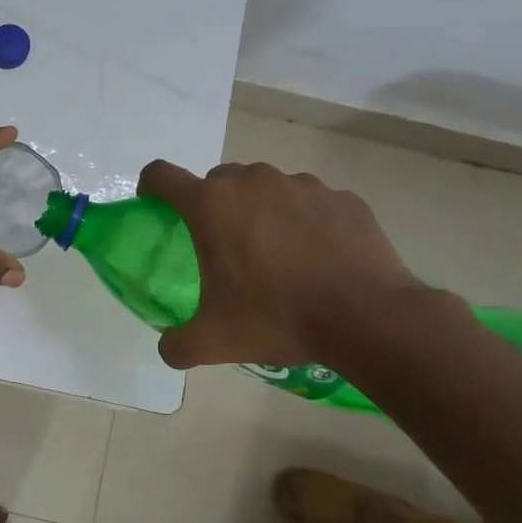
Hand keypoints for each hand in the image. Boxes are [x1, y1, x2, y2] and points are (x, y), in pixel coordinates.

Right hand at [136, 159, 419, 369]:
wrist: (370, 318)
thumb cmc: (278, 318)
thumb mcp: (214, 341)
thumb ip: (177, 344)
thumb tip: (168, 347)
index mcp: (211, 206)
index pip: (162, 175)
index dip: (151, 187)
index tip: (155, 206)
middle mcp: (252, 183)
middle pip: (217, 180)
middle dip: (212, 205)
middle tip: (223, 246)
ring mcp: (301, 185)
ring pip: (264, 187)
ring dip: (259, 210)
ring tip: (275, 253)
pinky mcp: (341, 198)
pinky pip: (309, 201)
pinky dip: (303, 221)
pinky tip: (317, 257)